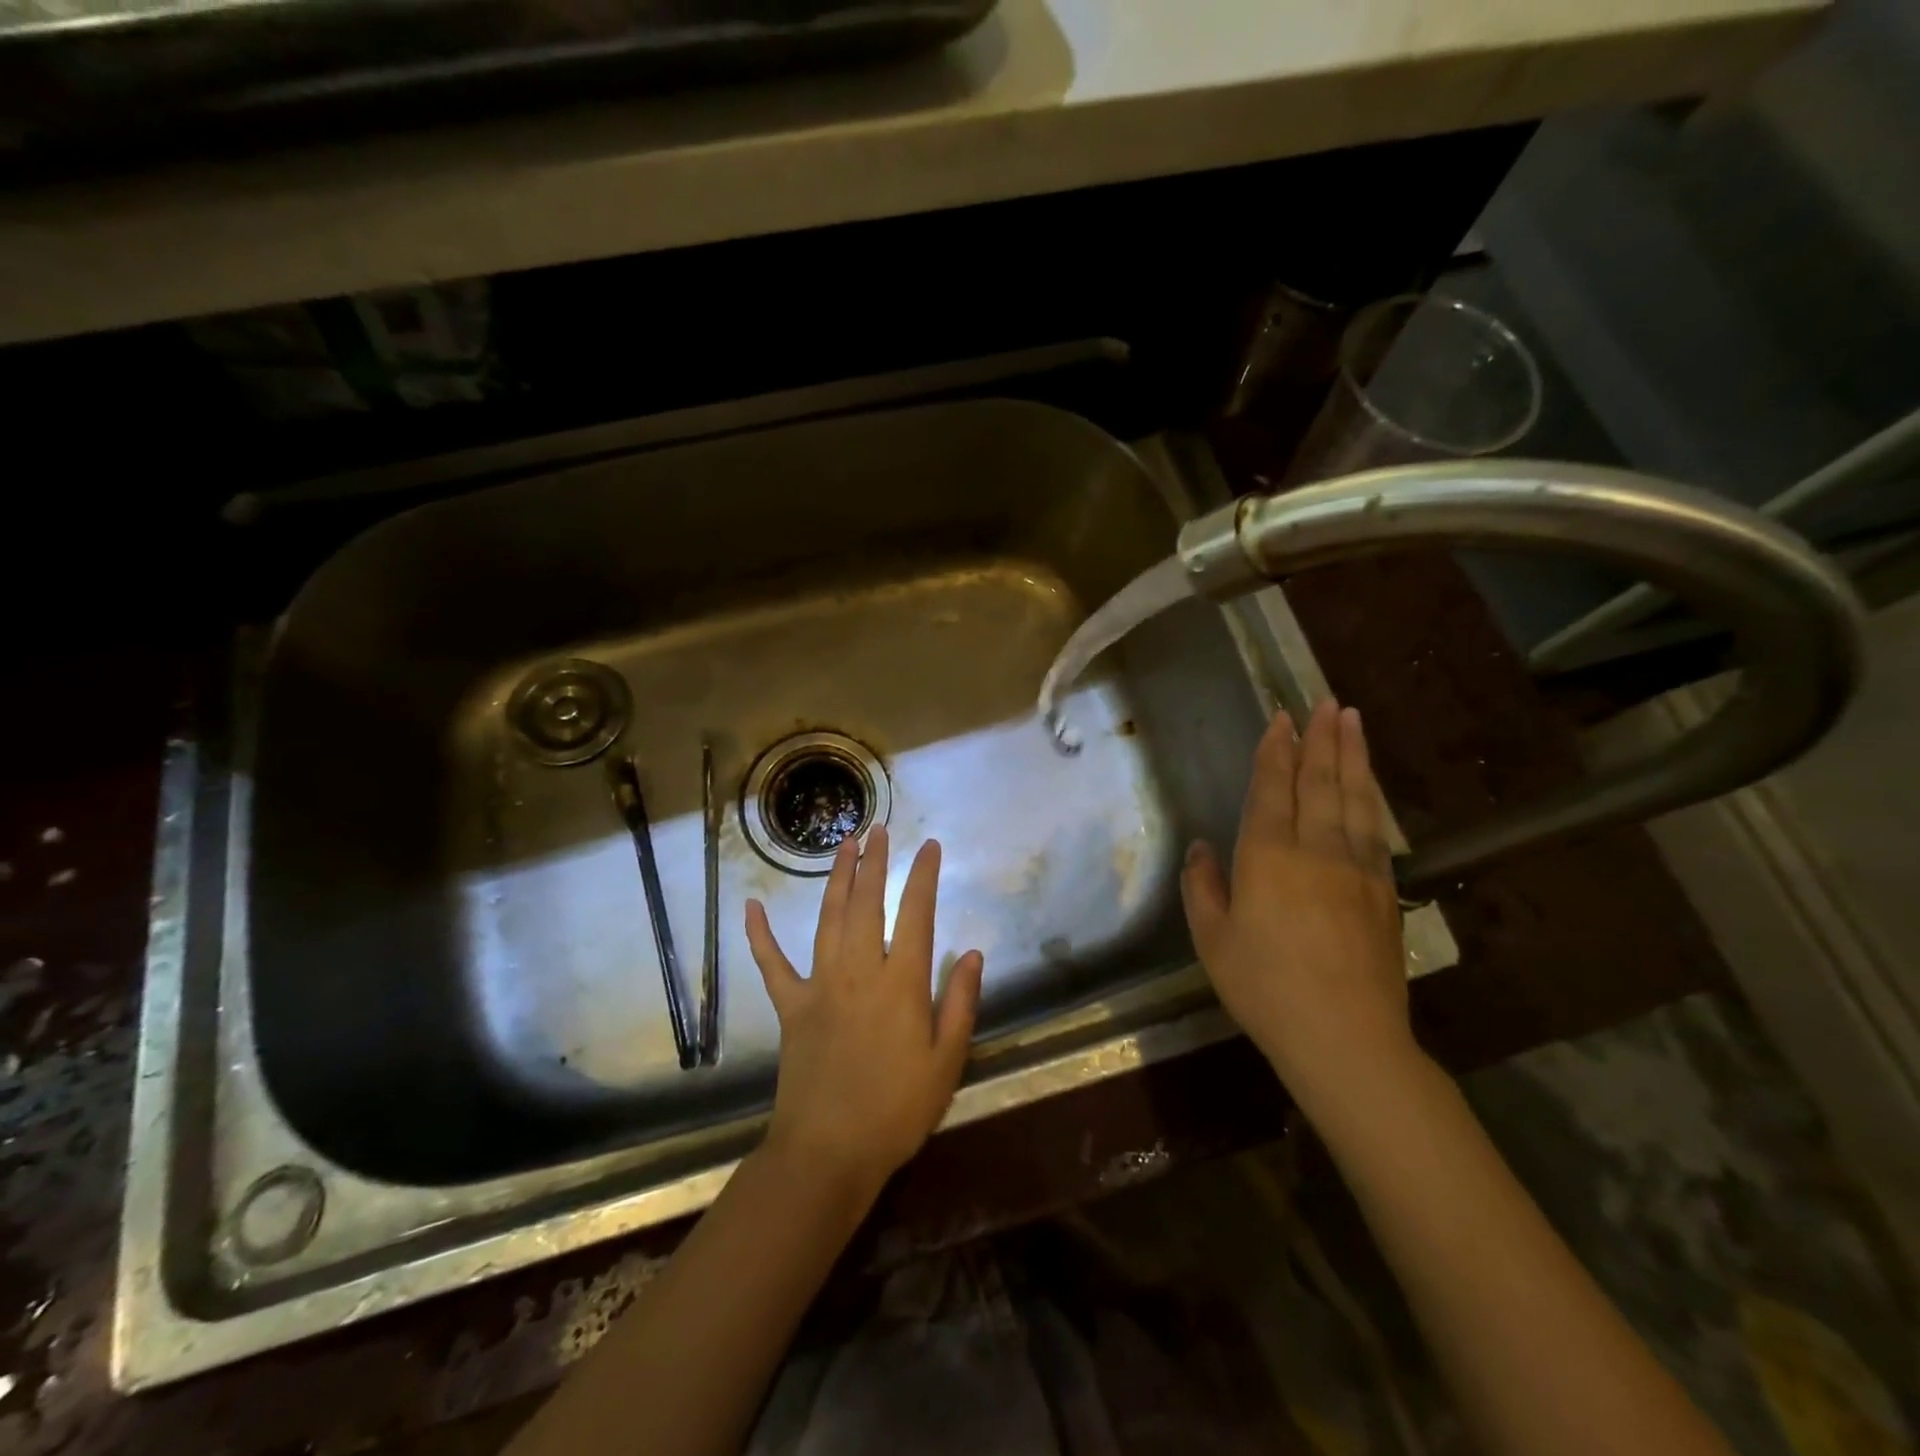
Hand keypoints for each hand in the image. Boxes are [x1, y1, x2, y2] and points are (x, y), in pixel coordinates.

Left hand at [744, 826, 984, 1198]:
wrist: (829, 1152)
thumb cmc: (897, 1110)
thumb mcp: (947, 1062)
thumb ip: (960, 1002)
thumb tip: (971, 952)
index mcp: (901, 982)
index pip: (916, 914)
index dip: (923, 876)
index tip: (929, 846)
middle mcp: (859, 971)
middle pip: (867, 903)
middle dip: (875, 862)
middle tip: (878, 829)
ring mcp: (820, 985)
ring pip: (828, 918)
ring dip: (836, 879)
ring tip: (844, 845)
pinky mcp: (790, 1007)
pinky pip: (771, 964)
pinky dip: (760, 935)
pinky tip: (751, 906)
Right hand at [1181, 700, 1418, 1120]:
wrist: (1345, 1036)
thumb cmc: (1264, 986)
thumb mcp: (1212, 939)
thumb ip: (1203, 887)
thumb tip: (1202, 848)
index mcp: (1268, 855)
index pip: (1273, 788)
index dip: (1276, 750)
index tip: (1283, 717)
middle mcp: (1316, 848)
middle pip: (1321, 781)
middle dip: (1322, 738)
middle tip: (1328, 701)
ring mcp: (1357, 867)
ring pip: (1355, 797)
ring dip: (1353, 755)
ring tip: (1353, 722)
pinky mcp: (1383, 890)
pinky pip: (1376, 829)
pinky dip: (1373, 798)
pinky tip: (1371, 786)